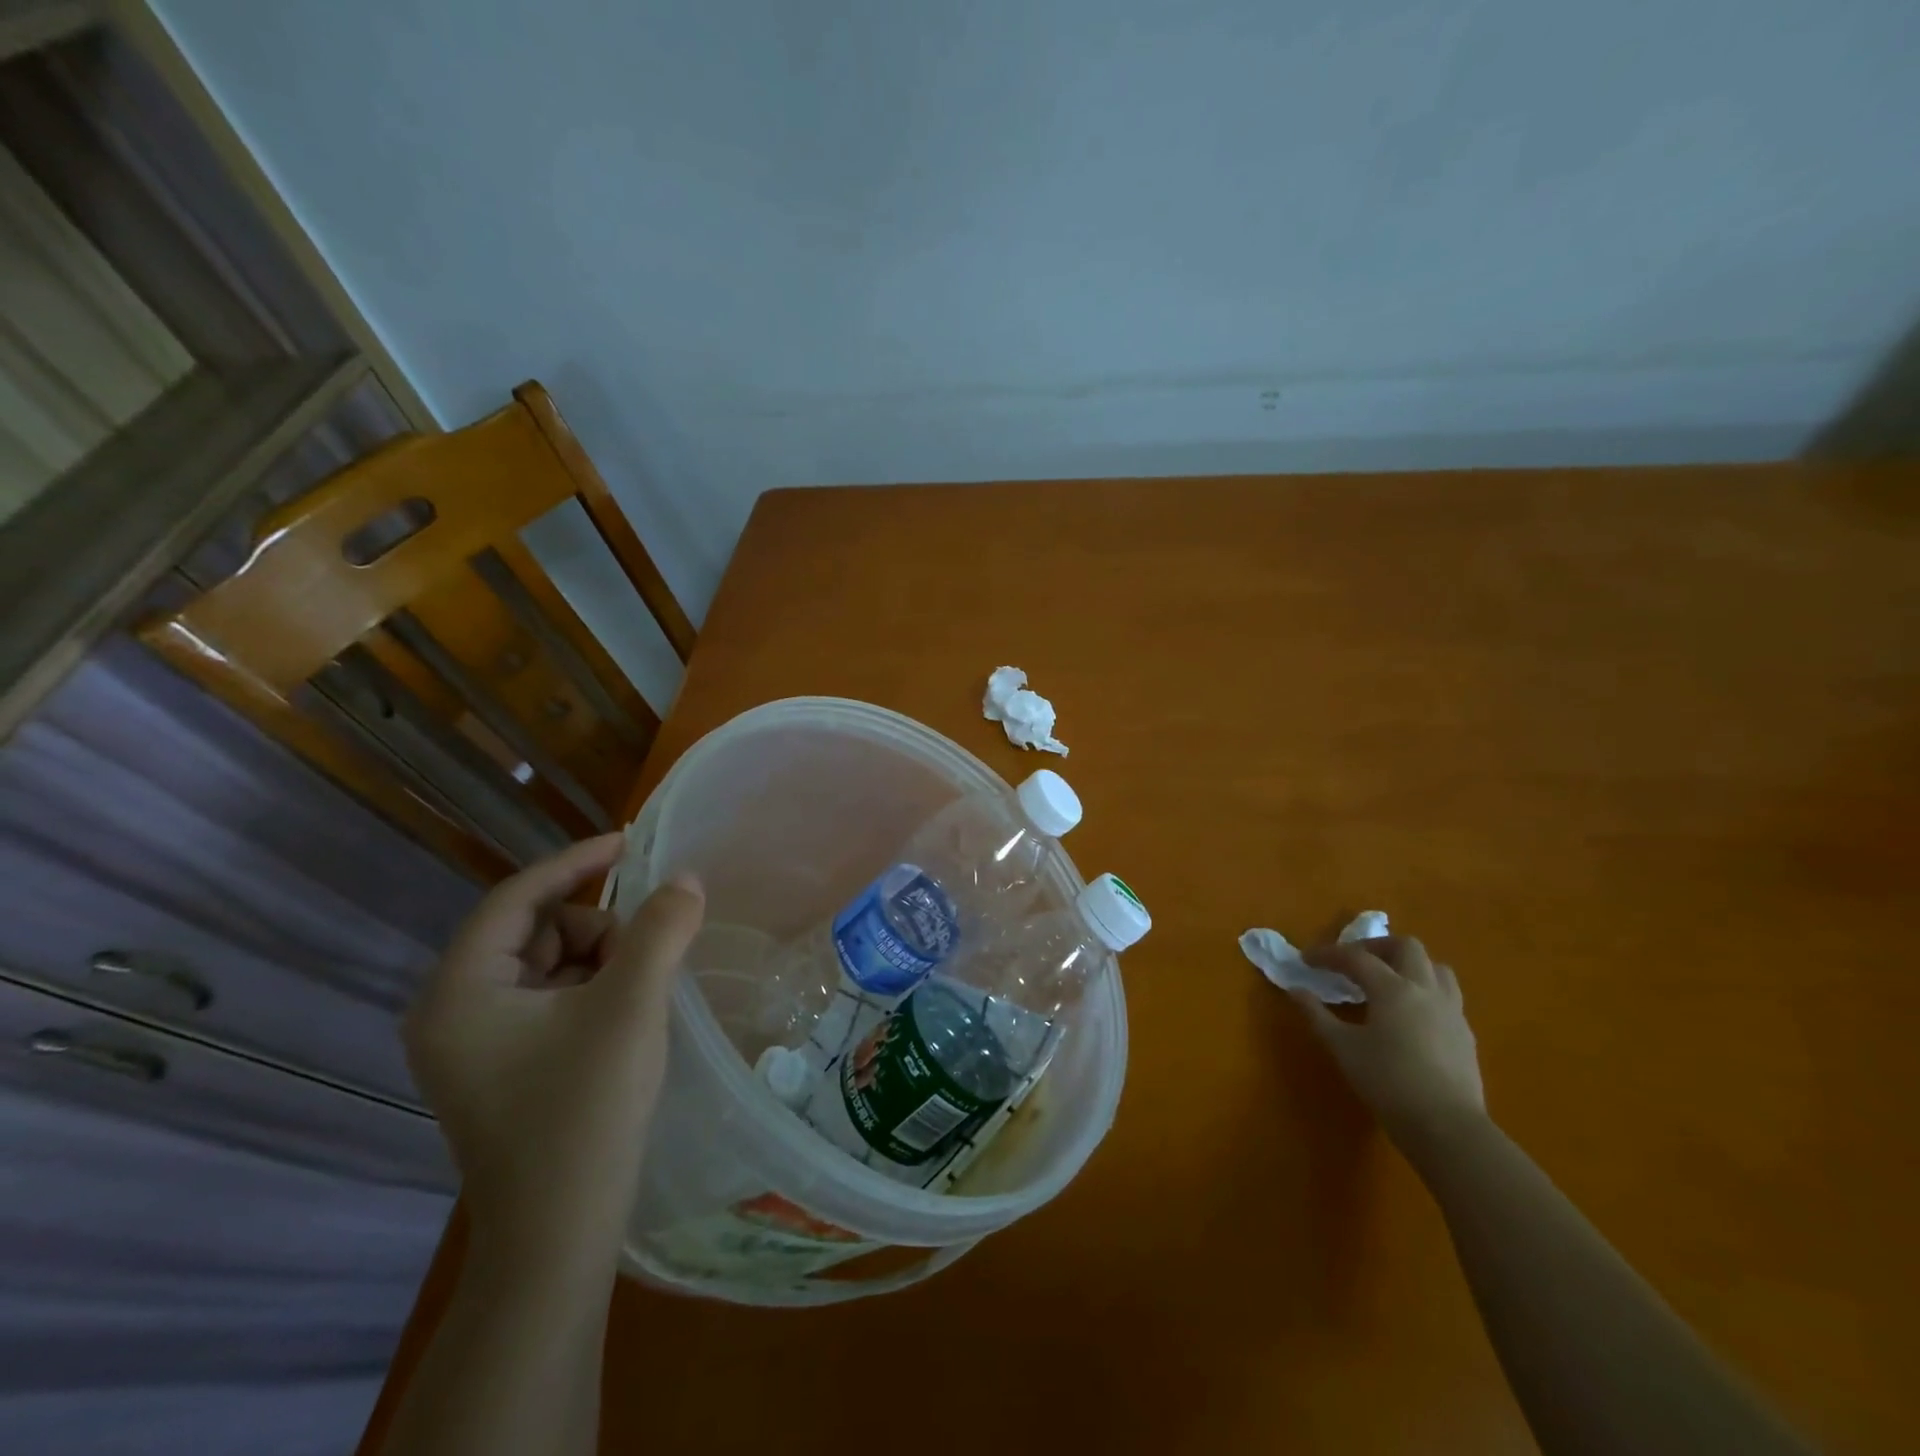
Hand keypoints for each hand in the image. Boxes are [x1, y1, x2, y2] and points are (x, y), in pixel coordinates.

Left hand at [403, 834, 704, 1251]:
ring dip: (600, 961)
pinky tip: (624, 1017)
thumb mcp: (631, 1006)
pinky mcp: (501, 1066)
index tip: (629, 843)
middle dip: (596, 929)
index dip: (575, 862)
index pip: (516, 897)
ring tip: (636, 997)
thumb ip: (661, 929)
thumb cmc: (585, 1112)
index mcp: (460, 991)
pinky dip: (592, 990)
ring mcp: (475, 1044)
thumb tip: (686, 879)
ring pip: (548, 962)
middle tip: (644, 958)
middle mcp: (453, 1012)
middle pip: (536, 929)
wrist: (559, 1237)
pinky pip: (550, 998)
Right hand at [1288, 935, 1485, 1158]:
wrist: (1448, 1127)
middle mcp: (1425, 989)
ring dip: (1408, 964)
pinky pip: (1446, 994)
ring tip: (1387, 979)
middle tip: (1353, 962)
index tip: (1306, 959)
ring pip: (1435, 967)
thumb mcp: (1343, 1048)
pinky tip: (1410, 1013)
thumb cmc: (1387, 1082)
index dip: (1328, 954)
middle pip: (1406, 947)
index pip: (1356, 957)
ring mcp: (1451, 1010)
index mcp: (1393, 989)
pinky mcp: (1465, 1033)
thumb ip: (1317, 1015)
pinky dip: (1424, 989)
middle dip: (1376, 947)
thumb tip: (1296, 991)